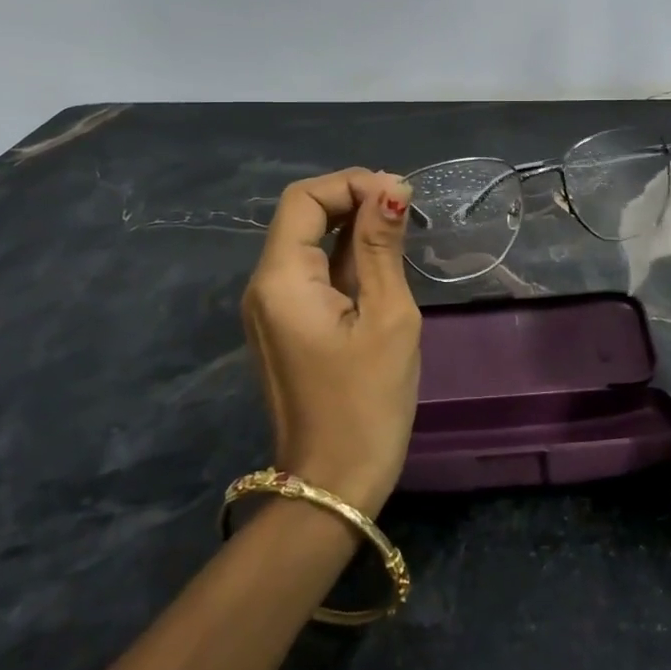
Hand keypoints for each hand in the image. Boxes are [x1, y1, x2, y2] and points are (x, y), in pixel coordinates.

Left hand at [241, 168, 421, 514]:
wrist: (333, 486)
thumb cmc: (367, 402)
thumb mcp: (387, 317)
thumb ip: (382, 247)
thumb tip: (391, 189)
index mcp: (281, 279)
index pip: (304, 199)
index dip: (350, 183)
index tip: (399, 196)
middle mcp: (264, 286)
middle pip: (302, 216)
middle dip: (353, 200)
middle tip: (406, 211)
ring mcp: (272, 308)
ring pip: (308, 243)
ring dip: (352, 227)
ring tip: (401, 233)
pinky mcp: (286, 326)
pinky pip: (312, 273)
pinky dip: (345, 257)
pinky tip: (381, 264)